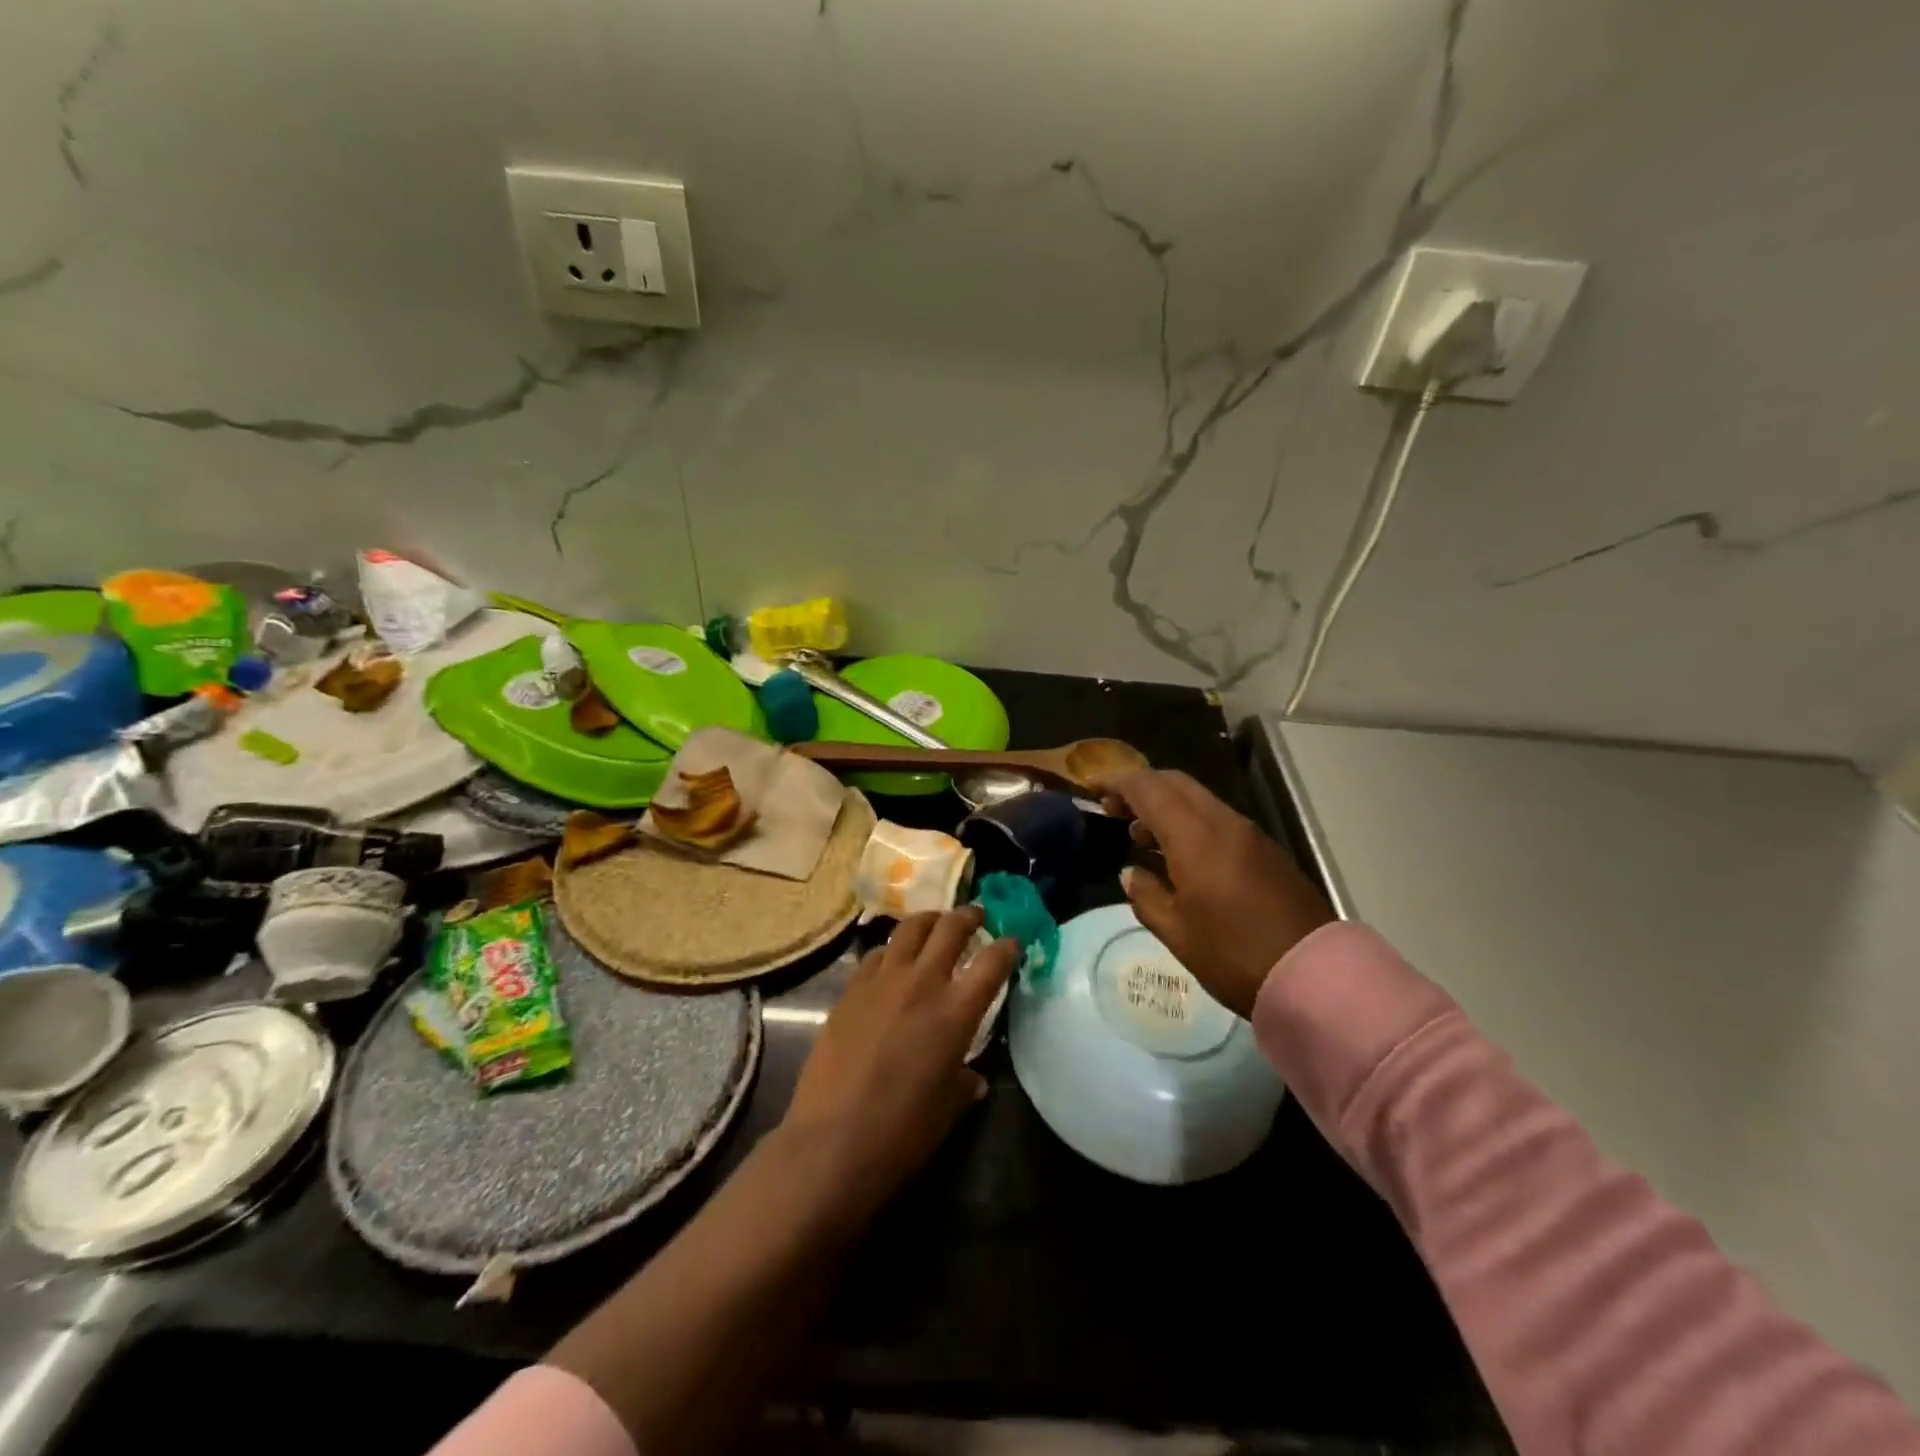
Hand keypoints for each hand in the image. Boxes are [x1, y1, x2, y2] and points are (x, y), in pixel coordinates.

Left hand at [782, 907, 1016, 1219]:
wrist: (833, 1140)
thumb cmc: (902, 1131)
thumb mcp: (947, 1108)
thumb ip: (963, 1082)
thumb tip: (971, 1077)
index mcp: (956, 1012)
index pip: (992, 963)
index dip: (1007, 947)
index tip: (1013, 942)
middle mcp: (922, 983)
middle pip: (950, 928)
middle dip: (969, 915)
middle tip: (977, 915)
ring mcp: (882, 981)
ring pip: (909, 928)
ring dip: (928, 920)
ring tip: (935, 923)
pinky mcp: (850, 989)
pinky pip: (875, 954)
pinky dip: (890, 950)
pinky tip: (891, 960)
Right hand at [1098, 769, 1333, 1017]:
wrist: (1315, 976)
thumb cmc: (1234, 955)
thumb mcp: (1177, 932)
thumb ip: (1146, 895)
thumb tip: (1131, 873)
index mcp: (1195, 836)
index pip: (1148, 788)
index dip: (1116, 782)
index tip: (1091, 788)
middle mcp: (1224, 822)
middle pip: (1175, 783)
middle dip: (1140, 787)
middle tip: (1112, 810)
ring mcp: (1249, 834)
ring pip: (1198, 799)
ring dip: (1165, 805)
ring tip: (1139, 835)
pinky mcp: (1266, 851)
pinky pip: (1217, 819)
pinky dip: (1189, 822)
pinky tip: (1178, 854)